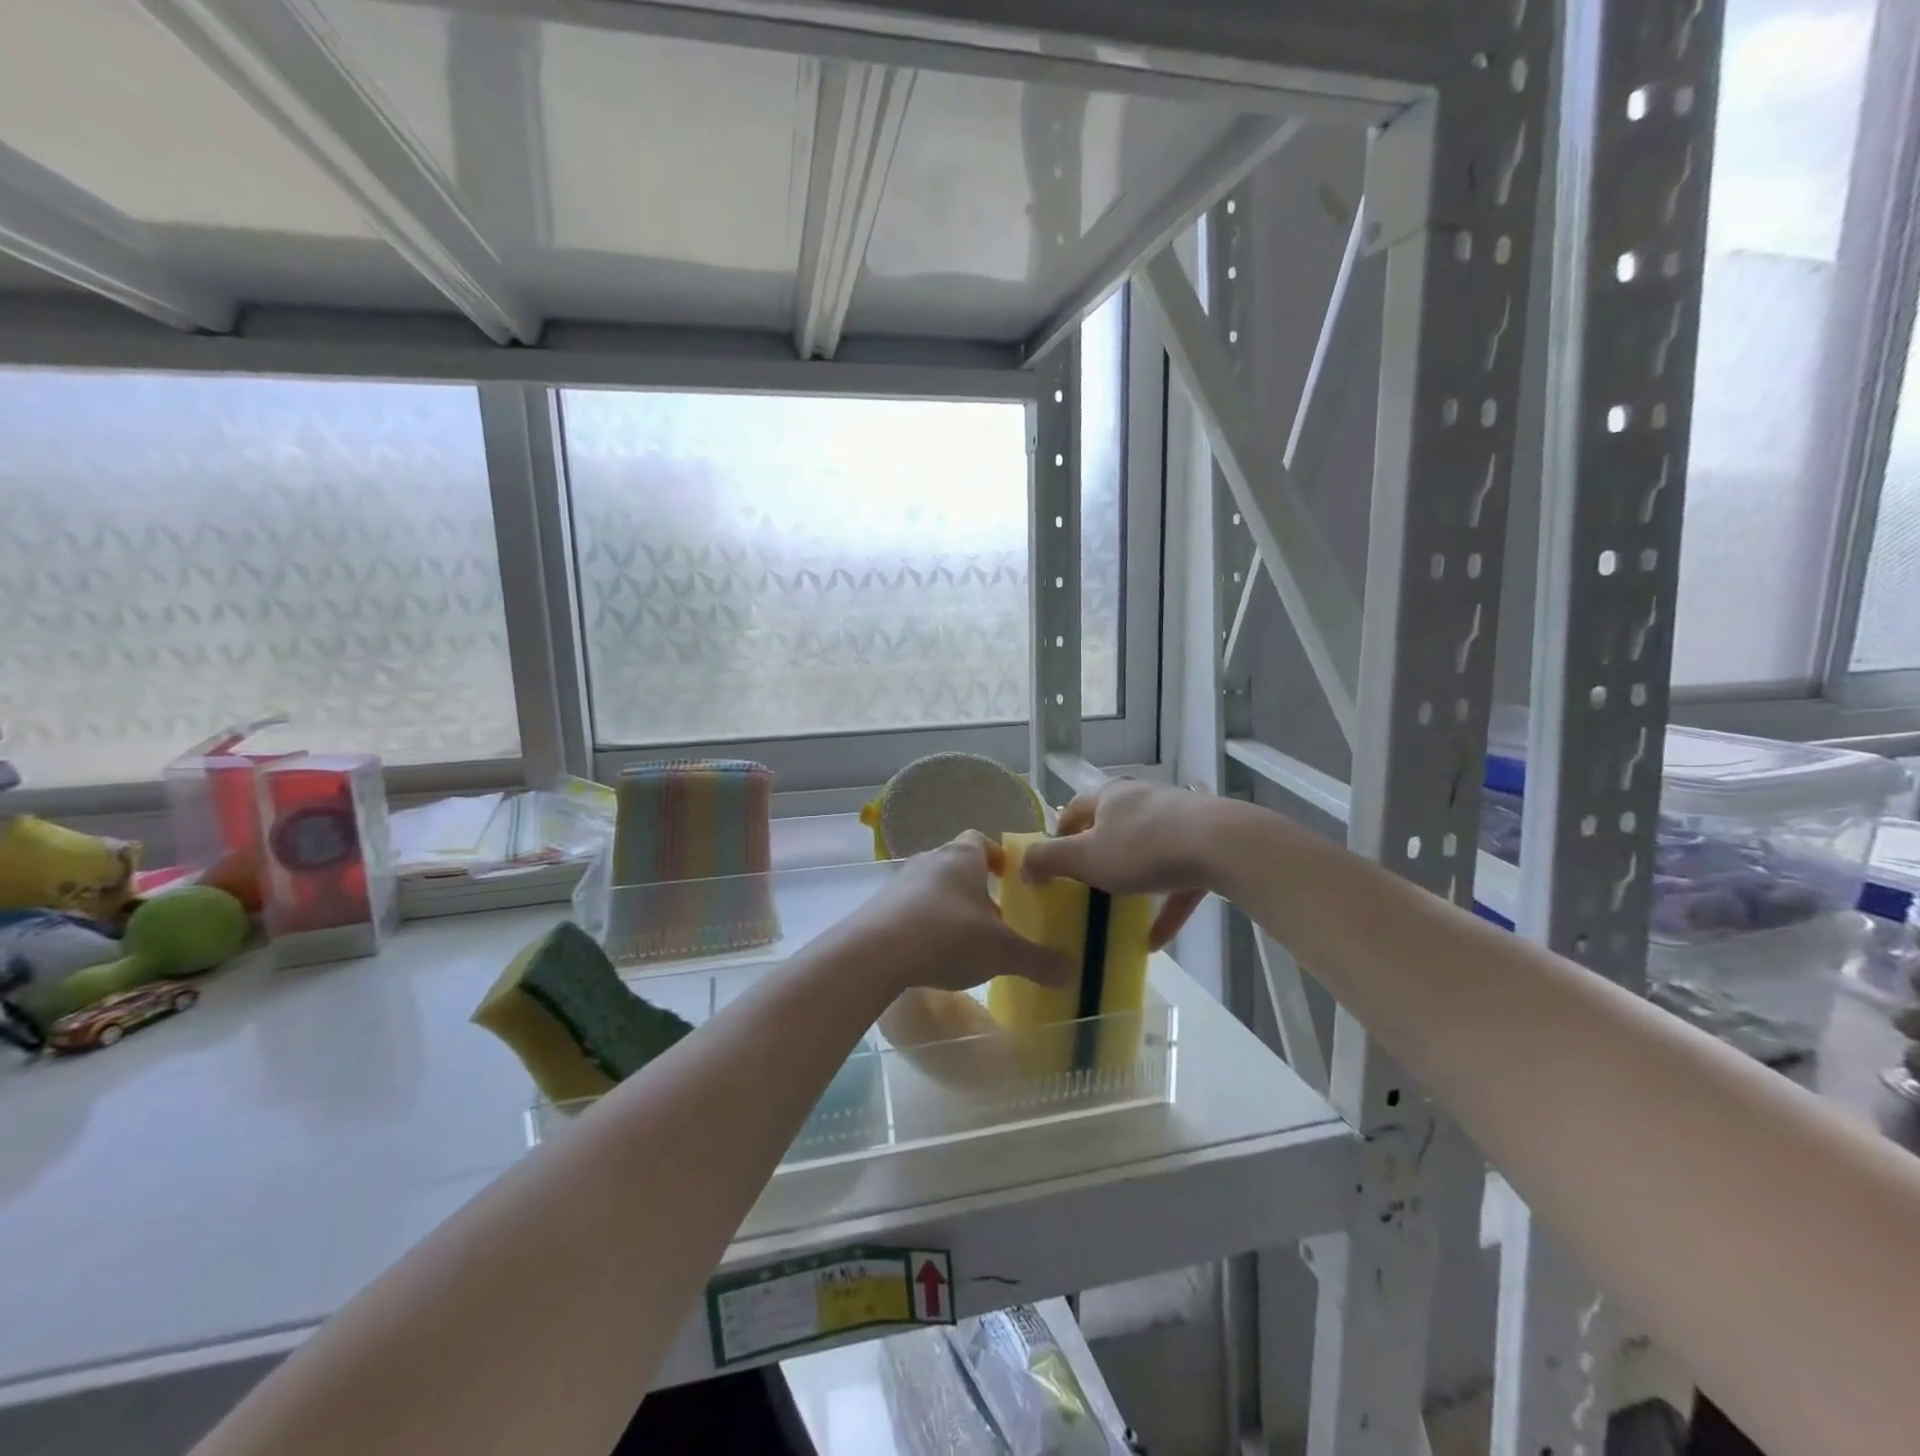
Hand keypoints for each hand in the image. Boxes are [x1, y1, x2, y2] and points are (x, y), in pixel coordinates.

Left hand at [845, 832, 1072, 999]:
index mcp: (963, 858)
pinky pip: (908, 909)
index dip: (995, 856)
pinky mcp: (878, 907)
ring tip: (963, 940)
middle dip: (974, 887)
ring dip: (947, 907)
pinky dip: (922, 924)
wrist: (875, 952)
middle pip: (955, 864)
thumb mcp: (1002, 953)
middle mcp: (930, 860)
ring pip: (931, 887)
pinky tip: (930, 953)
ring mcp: (900, 882)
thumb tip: (1074, 973)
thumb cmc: (948, 936)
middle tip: (992, 916)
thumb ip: (1037, 961)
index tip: (1007, 876)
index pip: (980, 841)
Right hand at [1019, 779, 1215, 949]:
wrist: (1221, 845)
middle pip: (1111, 826)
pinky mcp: (1206, 845)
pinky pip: (1177, 878)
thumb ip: (1048, 860)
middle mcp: (1142, 800)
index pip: (1074, 808)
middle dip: (1097, 854)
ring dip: (1132, 880)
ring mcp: (1178, 820)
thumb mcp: (1084, 857)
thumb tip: (1022, 865)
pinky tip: (1156, 941)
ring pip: (1147, 850)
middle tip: (1083, 885)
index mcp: (1109, 797)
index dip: (1058, 832)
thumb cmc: (1142, 847)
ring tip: (1119, 910)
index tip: (1051, 862)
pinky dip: (1165, 905)